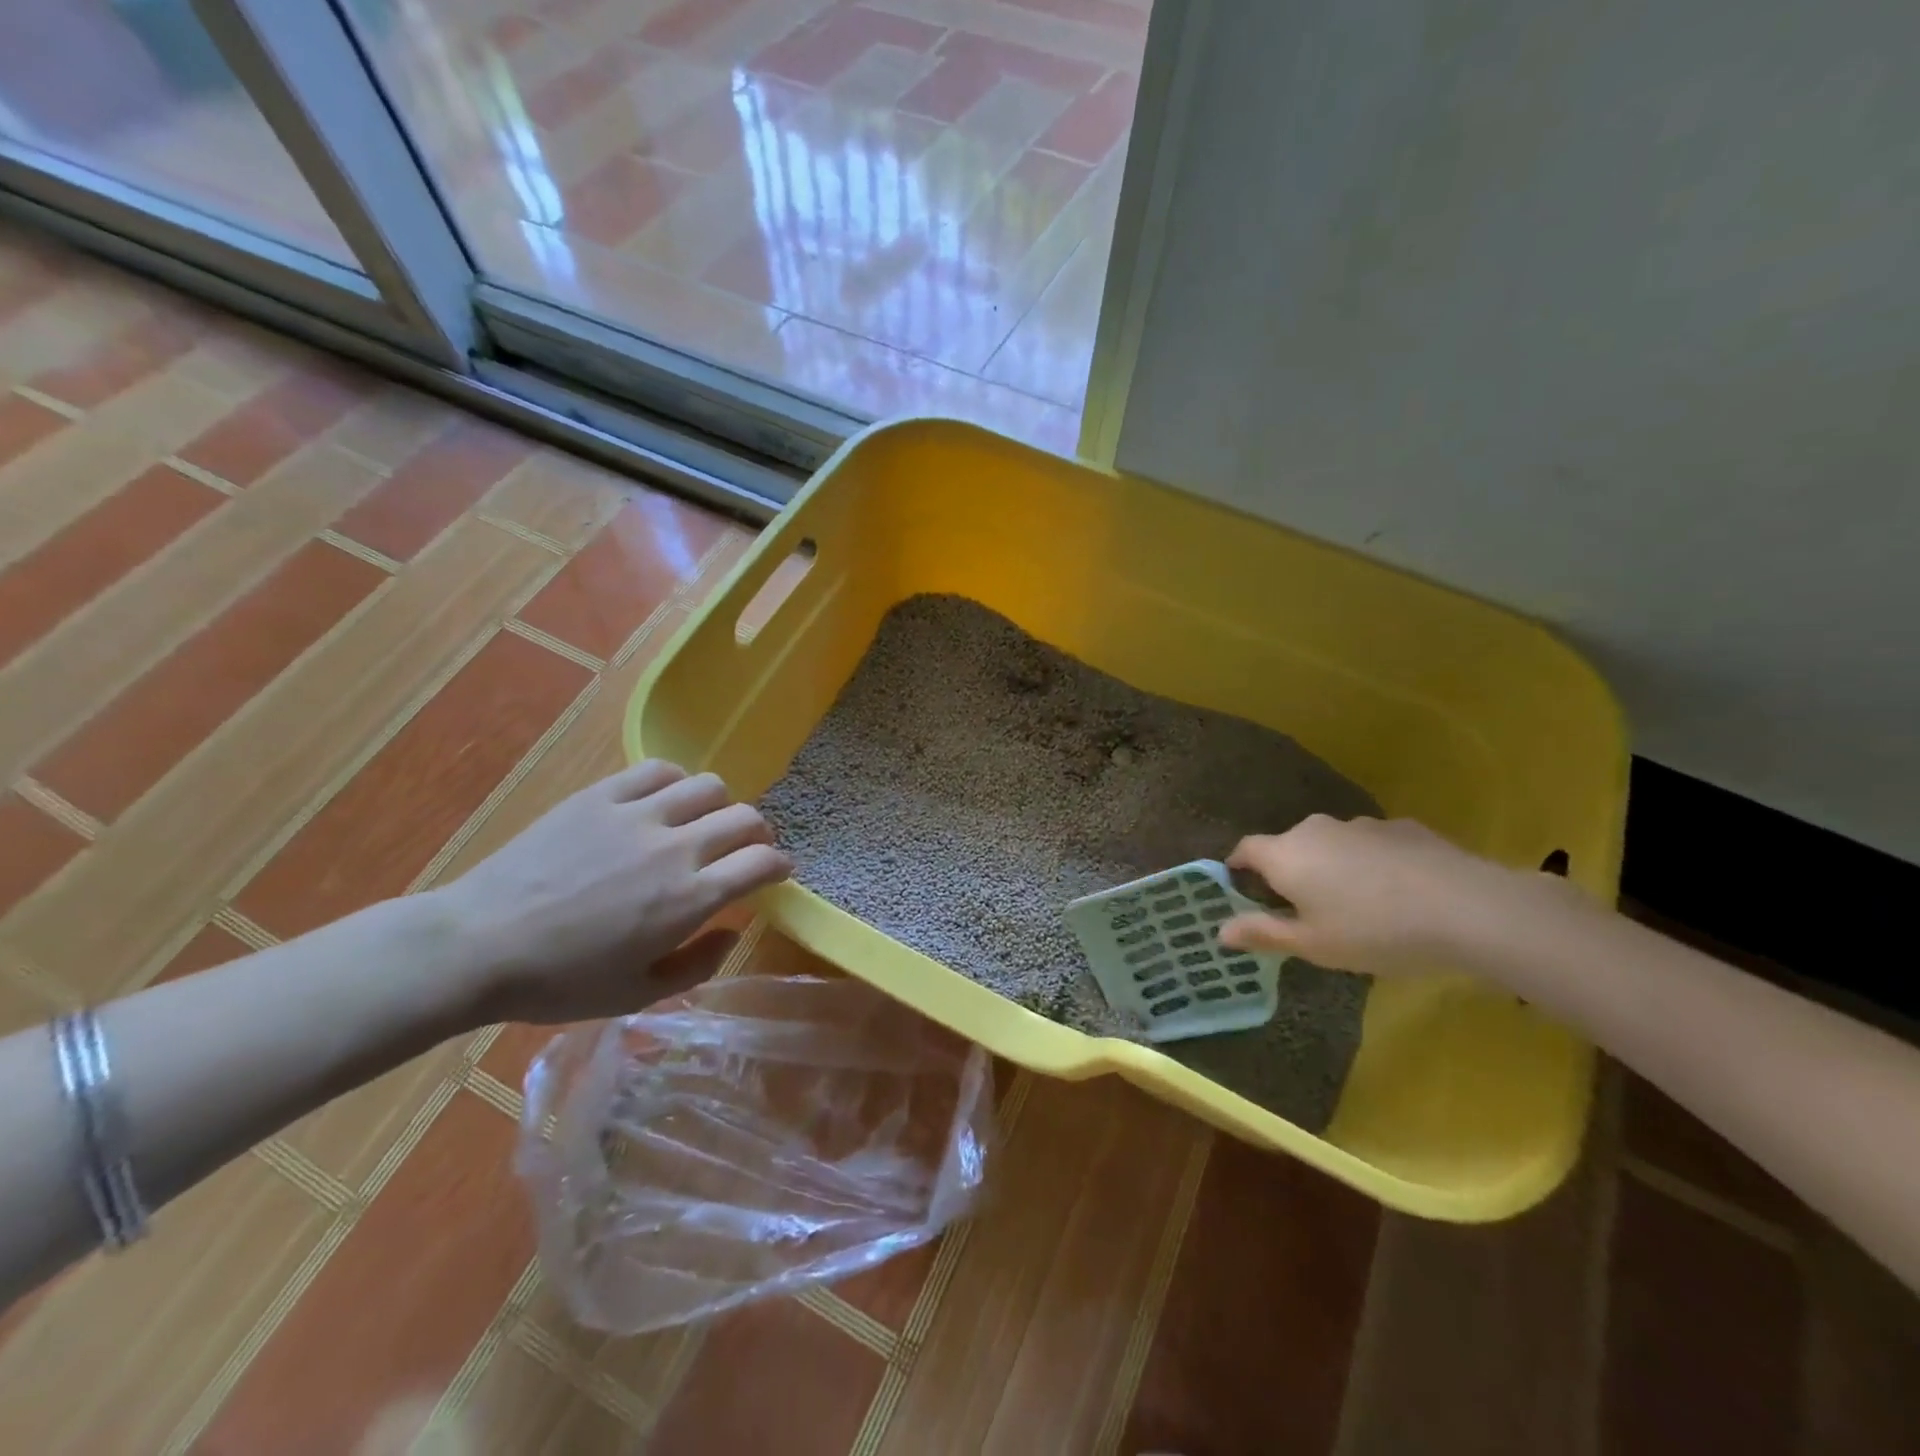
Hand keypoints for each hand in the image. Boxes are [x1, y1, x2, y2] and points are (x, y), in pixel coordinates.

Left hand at [430, 761, 790, 1022]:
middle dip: (758, 834)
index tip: (777, 871)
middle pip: (745, 818)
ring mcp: (638, 815)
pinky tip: (665, 801)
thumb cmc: (559, 982)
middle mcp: (676, 848)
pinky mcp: (602, 795)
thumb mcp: (636, 995)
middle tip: (745, 849)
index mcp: (689, 899)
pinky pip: (658, 770)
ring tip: (704, 822)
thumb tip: (732, 931)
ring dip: (720, 805)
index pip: (762, 862)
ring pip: (709, 786)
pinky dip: (676, 782)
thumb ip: (698, 964)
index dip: (780, 865)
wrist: (477, 945)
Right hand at [1219, 815, 1566, 976]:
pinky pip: (1372, 845)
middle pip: (1289, 845)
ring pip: (1332, 844)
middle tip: (1303, 907)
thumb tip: (1220, 930)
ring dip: (1332, 866)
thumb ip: (1263, 933)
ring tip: (1355, 903)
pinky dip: (1372, 863)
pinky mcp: (1403, 828)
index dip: (1238, 867)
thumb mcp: (1313, 945)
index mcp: (1285, 855)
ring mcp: (1362, 825)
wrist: (1467, 908)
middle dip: (1289, 871)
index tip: (1240, 887)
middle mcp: (1315, 830)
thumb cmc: (1373, 931)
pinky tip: (1397, 892)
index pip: (1245, 849)